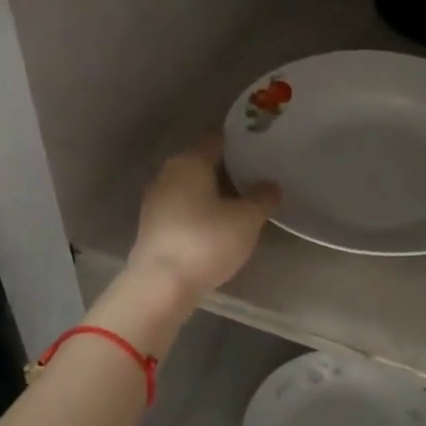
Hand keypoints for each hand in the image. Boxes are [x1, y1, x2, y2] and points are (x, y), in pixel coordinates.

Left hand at [126, 132, 278, 305]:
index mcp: (189, 160)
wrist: (161, 286)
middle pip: (204, 162)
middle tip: (260, 176)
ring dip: (217, 192)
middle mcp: (168, 173)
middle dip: (231, 168)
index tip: (263, 148)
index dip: (241, 141)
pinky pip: (185, 207)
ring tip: (245, 202)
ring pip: (194, 186)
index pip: (218, 139)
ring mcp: (157, 200)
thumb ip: (263, 197)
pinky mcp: (153, 226)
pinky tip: (221, 224)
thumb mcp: (247, 219)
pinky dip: (203, 210)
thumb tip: (271, 185)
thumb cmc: (206, 241)